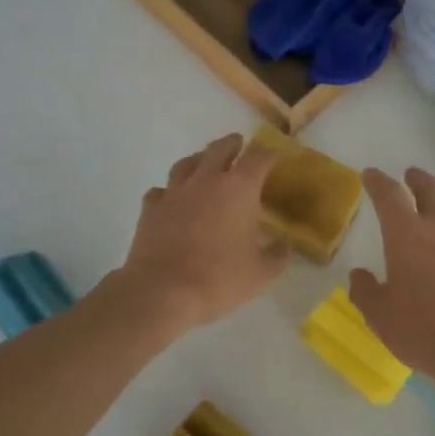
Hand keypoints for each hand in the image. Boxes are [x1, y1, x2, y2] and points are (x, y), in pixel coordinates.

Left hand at [117, 133, 289, 334]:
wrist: (162, 291)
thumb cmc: (219, 278)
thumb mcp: (261, 273)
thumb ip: (277, 255)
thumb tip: (284, 245)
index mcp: (239, 188)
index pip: (258, 157)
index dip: (269, 154)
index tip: (275, 156)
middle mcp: (206, 180)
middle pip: (219, 149)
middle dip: (232, 144)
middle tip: (239, 145)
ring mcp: (175, 192)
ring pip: (187, 163)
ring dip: (199, 159)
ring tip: (204, 164)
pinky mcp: (151, 209)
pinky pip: (161, 190)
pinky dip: (170, 191)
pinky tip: (173, 199)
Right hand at [349, 167, 434, 392]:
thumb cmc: (426, 331)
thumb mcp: (381, 317)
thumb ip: (366, 292)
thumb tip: (359, 276)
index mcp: (406, 236)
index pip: (389, 195)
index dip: (377, 181)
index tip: (370, 175)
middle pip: (430, 189)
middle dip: (416, 179)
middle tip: (409, 176)